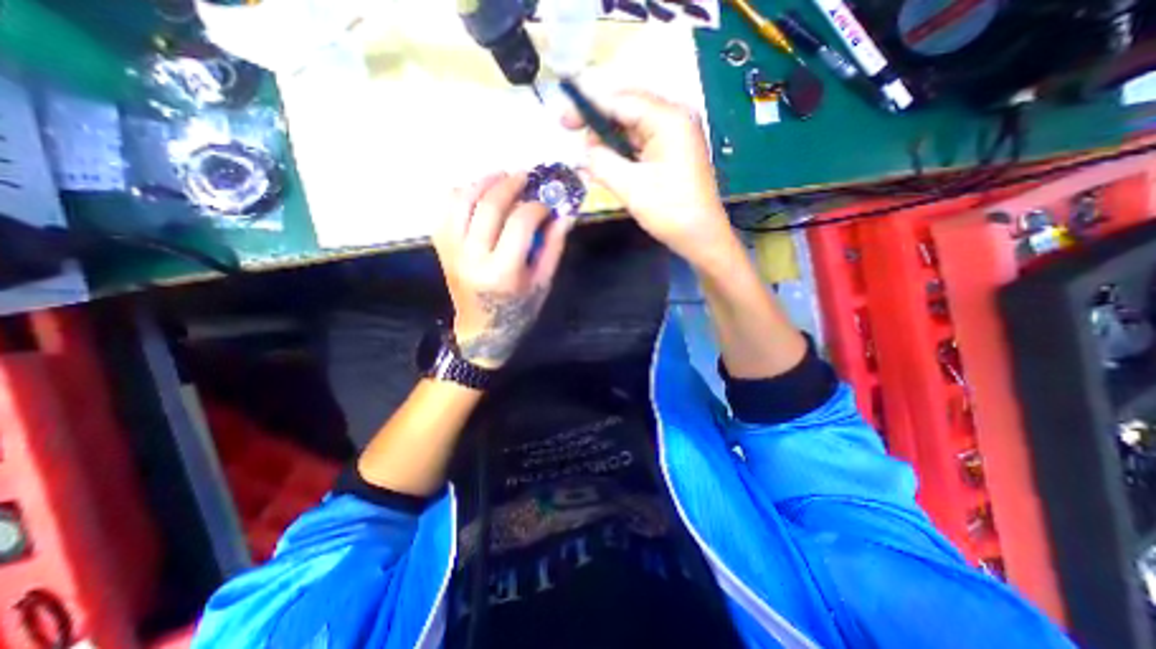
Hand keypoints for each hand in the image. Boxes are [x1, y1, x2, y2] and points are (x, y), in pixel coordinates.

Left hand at [434, 171, 567, 368]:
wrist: (481, 329)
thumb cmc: (518, 310)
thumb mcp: (542, 283)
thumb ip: (553, 247)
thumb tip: (565, 213)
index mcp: (502, 271)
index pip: (519, 222)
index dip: (536, 207)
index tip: (547, 206)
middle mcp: (472, 257)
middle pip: (488, 205)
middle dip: (510, 184)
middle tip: (525, 177)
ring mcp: (452, 250)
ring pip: (461, 199)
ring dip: (482, 182)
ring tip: (501, 177)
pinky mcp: (441, 247)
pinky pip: (445, 209)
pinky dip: (461, 193)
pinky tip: (477, 193)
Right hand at [562, 89, 740, 266]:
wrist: (701, 237)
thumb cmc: (670, 212)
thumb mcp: (631, 187)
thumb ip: (602, 162)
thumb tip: (585, 150)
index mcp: (669, 119)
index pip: (621, 101)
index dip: (588, 107)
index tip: (563, 120)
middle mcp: (674, 118)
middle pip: (627, 110)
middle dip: (598, 123)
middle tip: (572, 136)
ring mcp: (675, 135)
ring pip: (632, 128)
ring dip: (609, 140)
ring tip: (588, 156)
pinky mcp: (672, 152)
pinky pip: (640, 144)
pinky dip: (621, 151)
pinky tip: (606, 163)